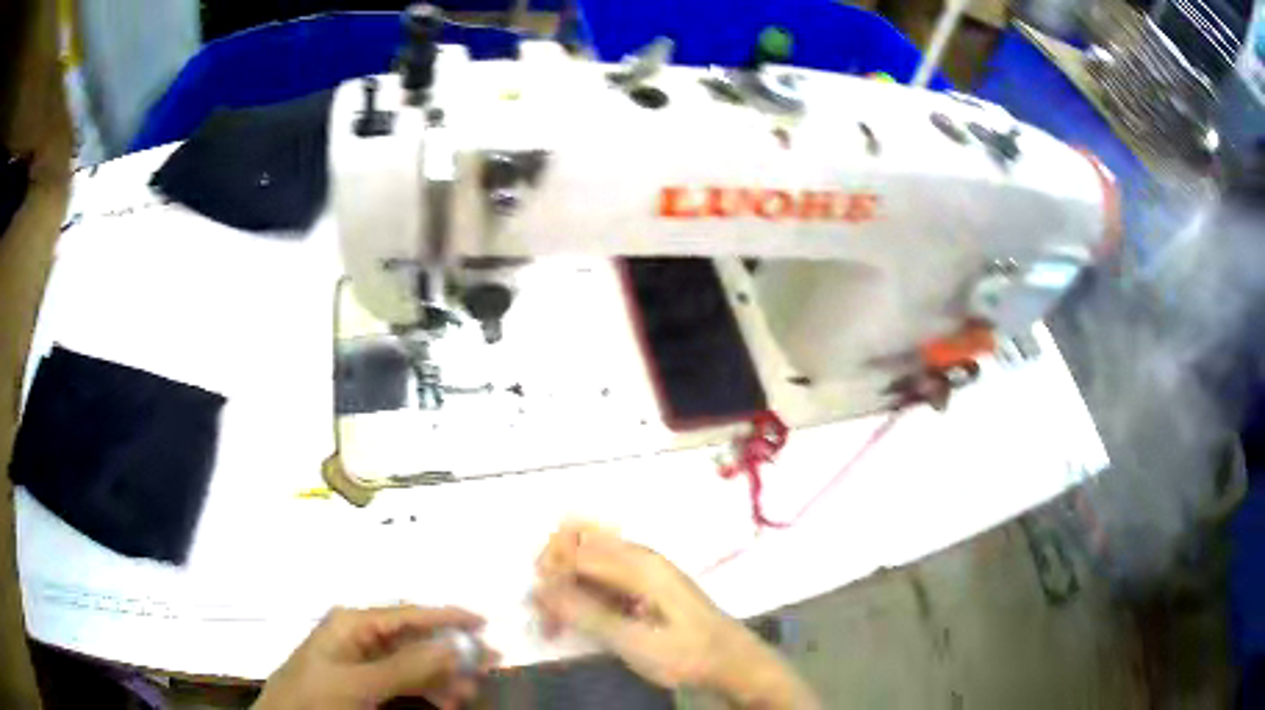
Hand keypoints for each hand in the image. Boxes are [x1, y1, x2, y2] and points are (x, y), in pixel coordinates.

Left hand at [254, 605, 497, 709]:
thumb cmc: (316, 697)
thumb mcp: (360, 684)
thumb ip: (406, 666)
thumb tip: (452, 645)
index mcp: (353, 623)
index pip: (408, 613)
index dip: (447, 616)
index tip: (483, 622)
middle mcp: (359, 634)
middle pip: (414, 637)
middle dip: (451, 652)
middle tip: (488, 666)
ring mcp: (362, 659)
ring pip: (413, 661)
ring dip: (442, 676)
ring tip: (468, 693)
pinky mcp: (363, 680)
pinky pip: (404, 679)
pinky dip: (426, 689)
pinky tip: (445, 701)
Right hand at [533, 523, 818, 708]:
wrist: (732, 663)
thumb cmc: (688, 654)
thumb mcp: (636, 642)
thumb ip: (588, 615)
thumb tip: (541, 589)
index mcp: (639, 564)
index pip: (576, 550)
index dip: (550, 573)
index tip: (537, 605)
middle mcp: (639, 557)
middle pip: (580, 543)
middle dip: (554, 572)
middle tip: (545, 611)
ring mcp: (643, 570)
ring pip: (588, 560)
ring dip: (566, 585)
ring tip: (555, 622)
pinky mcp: (644, 586)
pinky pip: (601, 577)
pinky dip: (582, 594)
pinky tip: (576, 621)